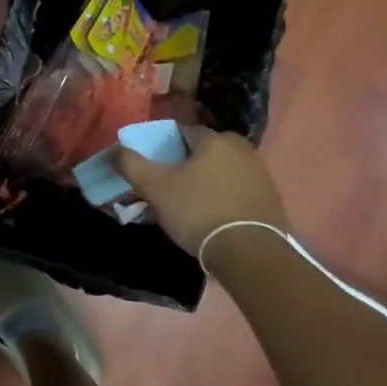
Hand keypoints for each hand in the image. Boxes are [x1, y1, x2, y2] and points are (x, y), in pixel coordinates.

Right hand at [114, 127, 289, 258]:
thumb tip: (115, 149)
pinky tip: (211, 217)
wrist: (250, 253)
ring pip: (220, 171)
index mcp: (215, 139)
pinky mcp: (271, 199)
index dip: (162, 147)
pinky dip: (222, 197)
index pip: (181, 132)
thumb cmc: (197, 211)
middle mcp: (242, 149)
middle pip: (202, 152)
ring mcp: (261, 174)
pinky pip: (237, 190)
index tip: (152, 166)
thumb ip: (131, 164)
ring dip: (203, 182)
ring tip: (186, 206)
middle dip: (184, 166)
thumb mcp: (154, 187)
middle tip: (167, 188)